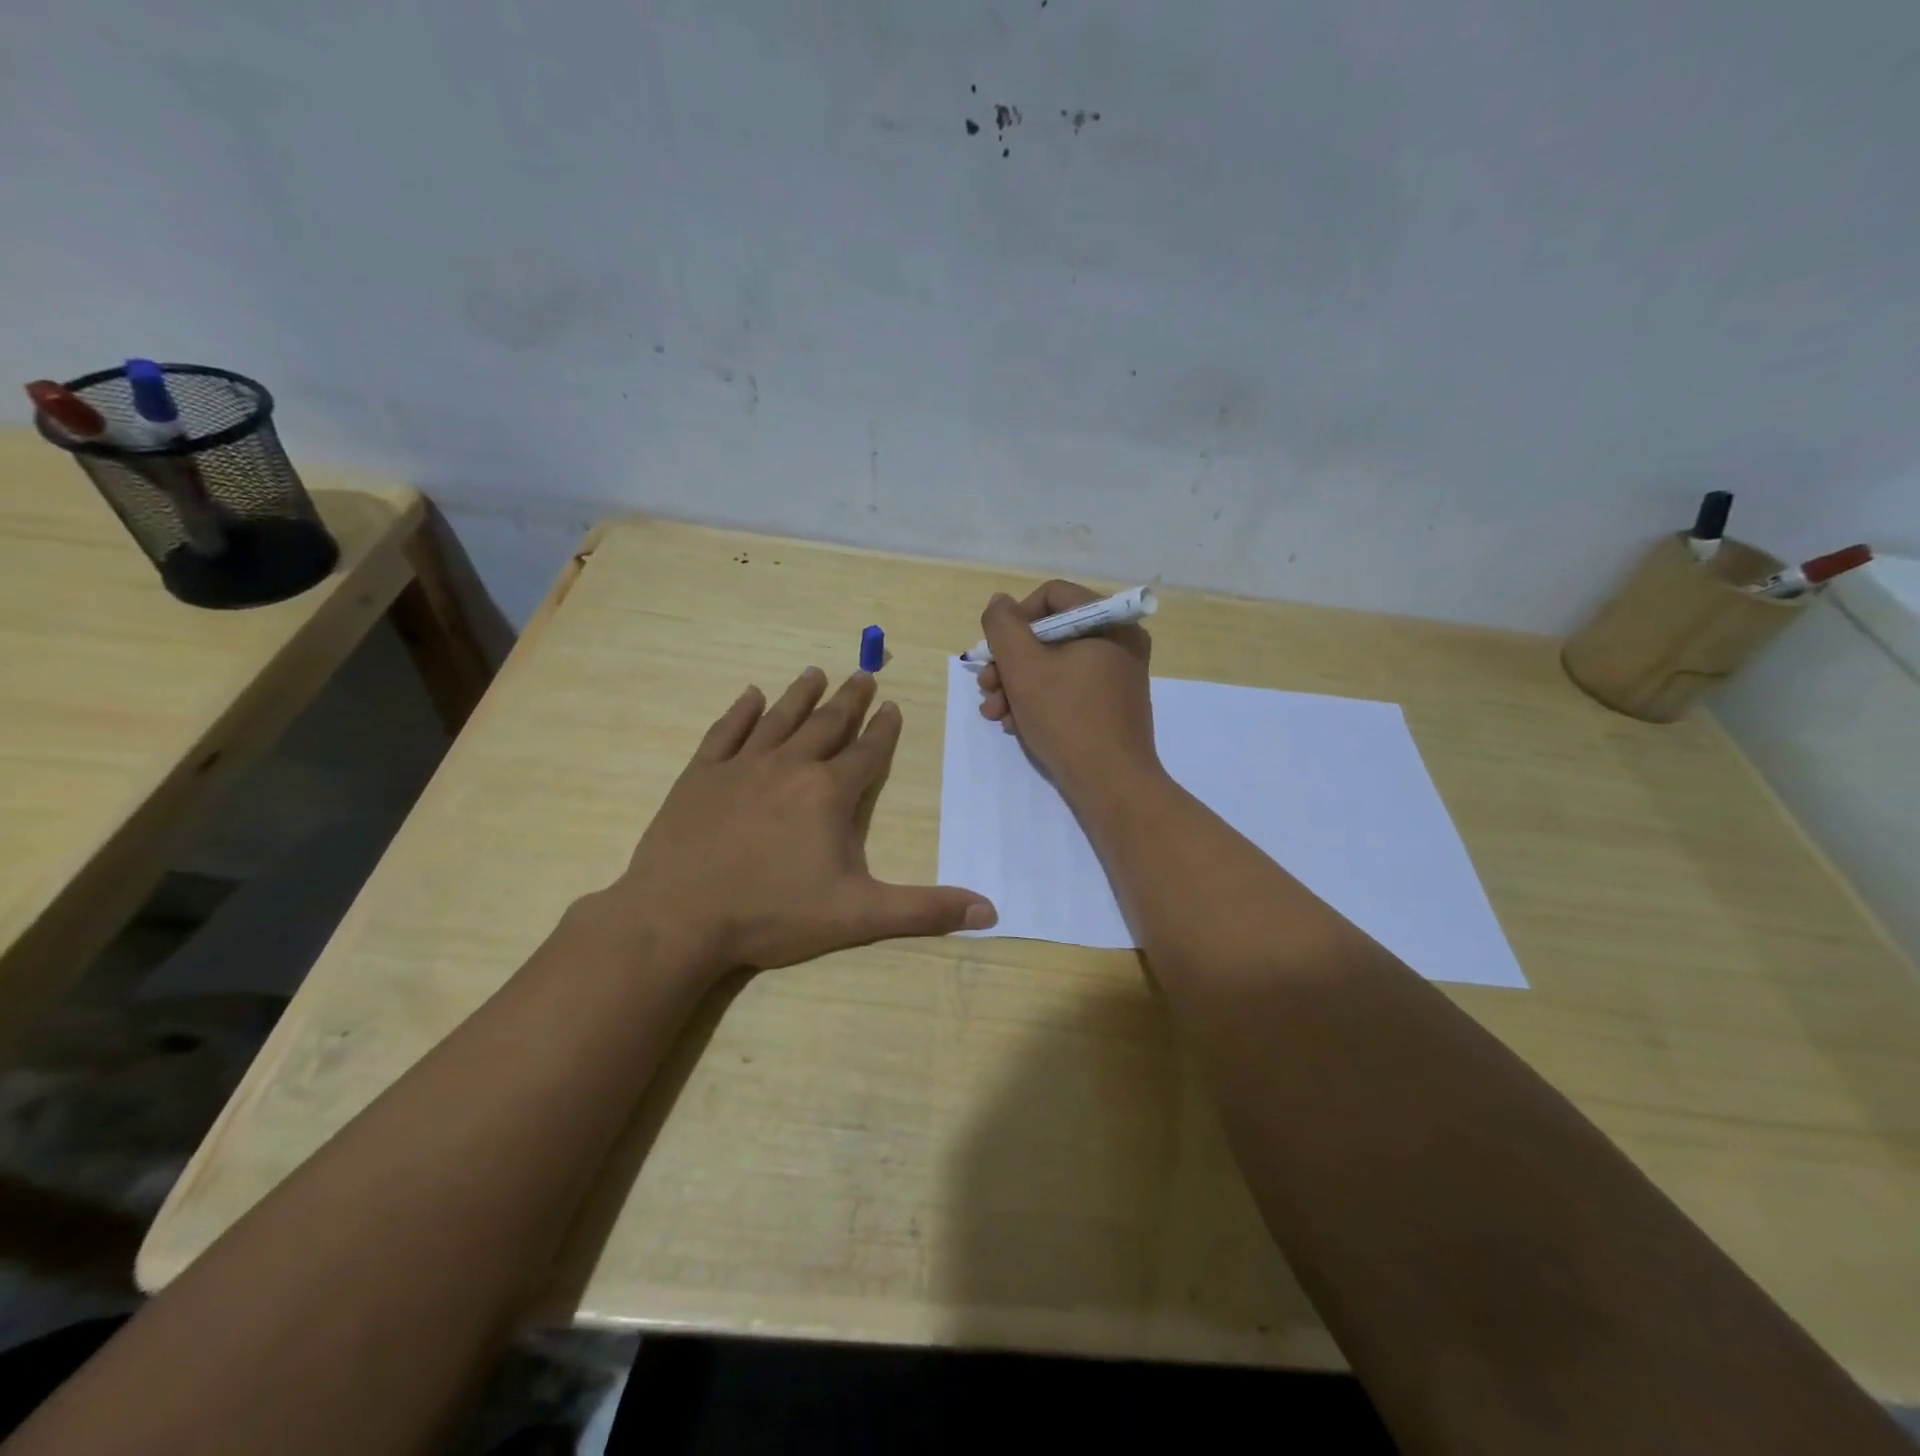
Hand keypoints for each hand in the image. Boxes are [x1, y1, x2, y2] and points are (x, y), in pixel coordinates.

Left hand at [602, 668, 995, 972]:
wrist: (679, 917)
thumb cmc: (773, 914)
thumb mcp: (858, 916)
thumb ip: (924, 910)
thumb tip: (990, 912)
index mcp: (829, 793)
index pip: (867, 753)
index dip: (883, 730)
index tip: (892, 705)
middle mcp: (789, 766)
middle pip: (827, 724)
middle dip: (849, 700)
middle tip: (863, 674)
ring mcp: (741, 767)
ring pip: (779, 719)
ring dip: (800, 695)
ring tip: (815, 672)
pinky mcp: (700, 776)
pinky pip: (725, 733)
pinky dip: (740, 712)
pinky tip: (750, 695)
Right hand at [976, 580, 1159, 800]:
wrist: (1111, 784)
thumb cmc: (1067, 718)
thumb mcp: (1023, 666)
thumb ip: (1003, 626)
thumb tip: (1000, 602)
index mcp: (1109, 622)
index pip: (1052, 596)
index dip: (1015, 619)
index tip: (995, 651)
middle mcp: (1120, 641)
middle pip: (1050, 634)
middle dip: (1010, 662)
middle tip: (986, 688)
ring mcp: (1118, 675)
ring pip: (1054, 665)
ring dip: (1017, 686)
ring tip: (995, 714)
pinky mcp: (1111, 705)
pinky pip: (1069, 688)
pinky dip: (1039, 701)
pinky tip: (1017, 725)